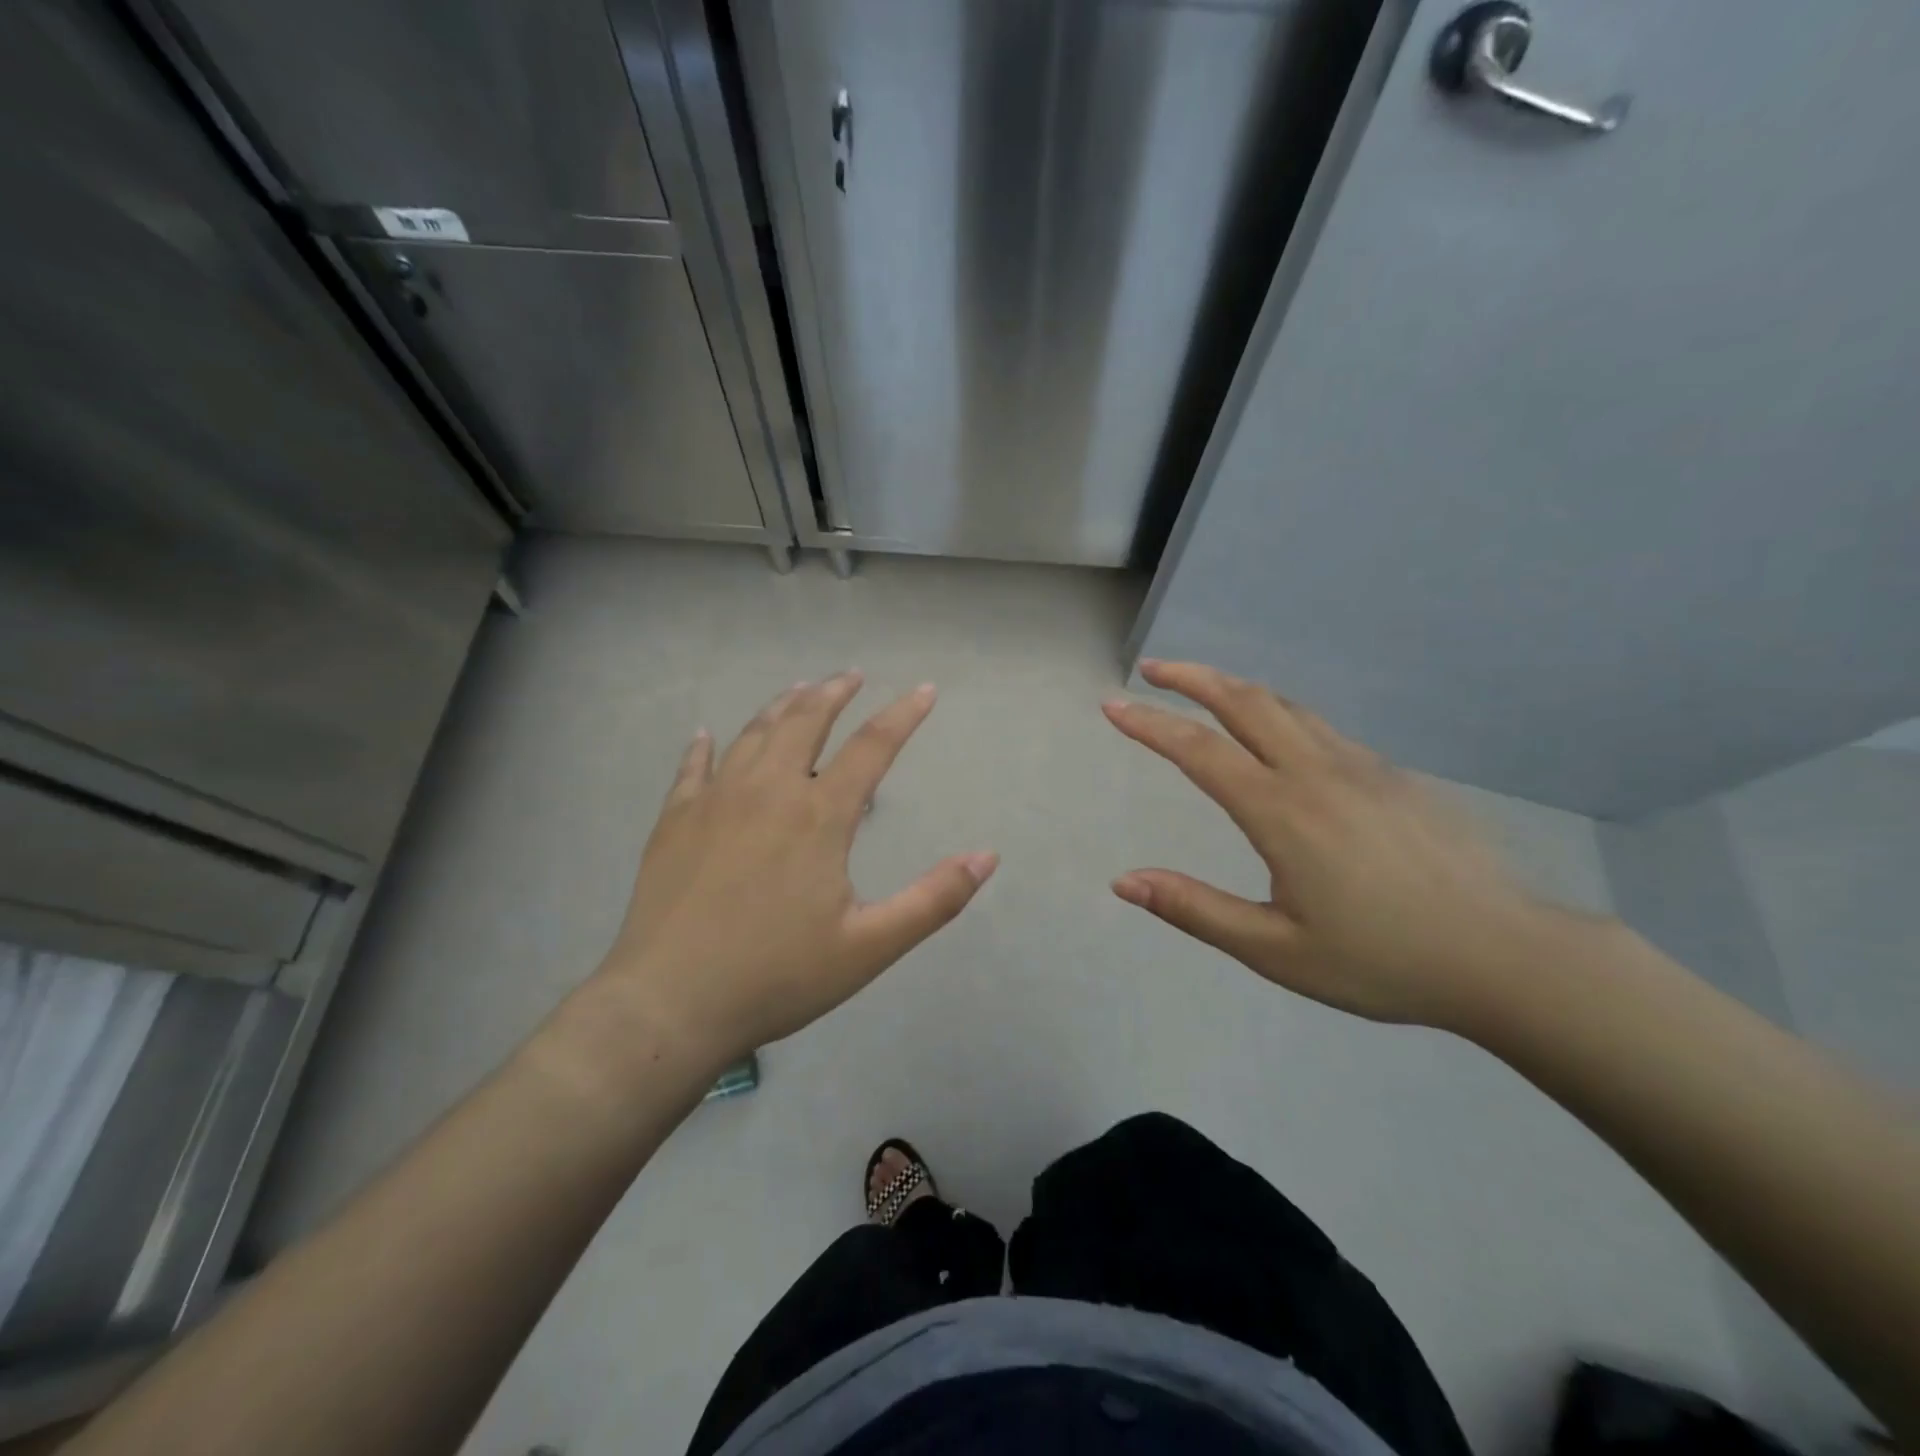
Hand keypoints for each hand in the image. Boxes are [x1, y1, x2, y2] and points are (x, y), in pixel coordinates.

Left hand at [594, 672, 996, 1070]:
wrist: (670, 1003)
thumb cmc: (777, 976)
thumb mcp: (870, 947)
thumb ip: (934, 899)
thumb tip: (987, 856)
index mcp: (819, 816)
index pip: (873, 746)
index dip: (904, 714)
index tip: (925, 691)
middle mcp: (768, 790)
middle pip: (805, 721)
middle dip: (834, 693)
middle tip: (851, 676)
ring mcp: (715, 800)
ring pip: (753, 734)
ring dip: (781, 706)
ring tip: (799, 690)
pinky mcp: (674, 820)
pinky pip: (692, 768)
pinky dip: (704, 747)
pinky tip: (706, 735)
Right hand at [1103, 660, 1559, 1027]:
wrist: (1506, 956)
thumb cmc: (1383, 961)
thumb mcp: (1276, 951)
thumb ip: (1195, 910)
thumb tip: (1124, 881)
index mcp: (1282, 812)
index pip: (1198, 750)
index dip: (1149, 723)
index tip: (1113, 705)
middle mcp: (1317, 772)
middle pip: (1244, 701)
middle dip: (1191, 677)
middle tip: (1151, 668)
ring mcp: (1361, 766)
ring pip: (1285, 706)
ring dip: (1234, 688)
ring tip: (1201, 689)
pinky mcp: (1393, 775)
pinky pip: (1320, 727)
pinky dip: (1277, 712)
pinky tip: (1274, 735)